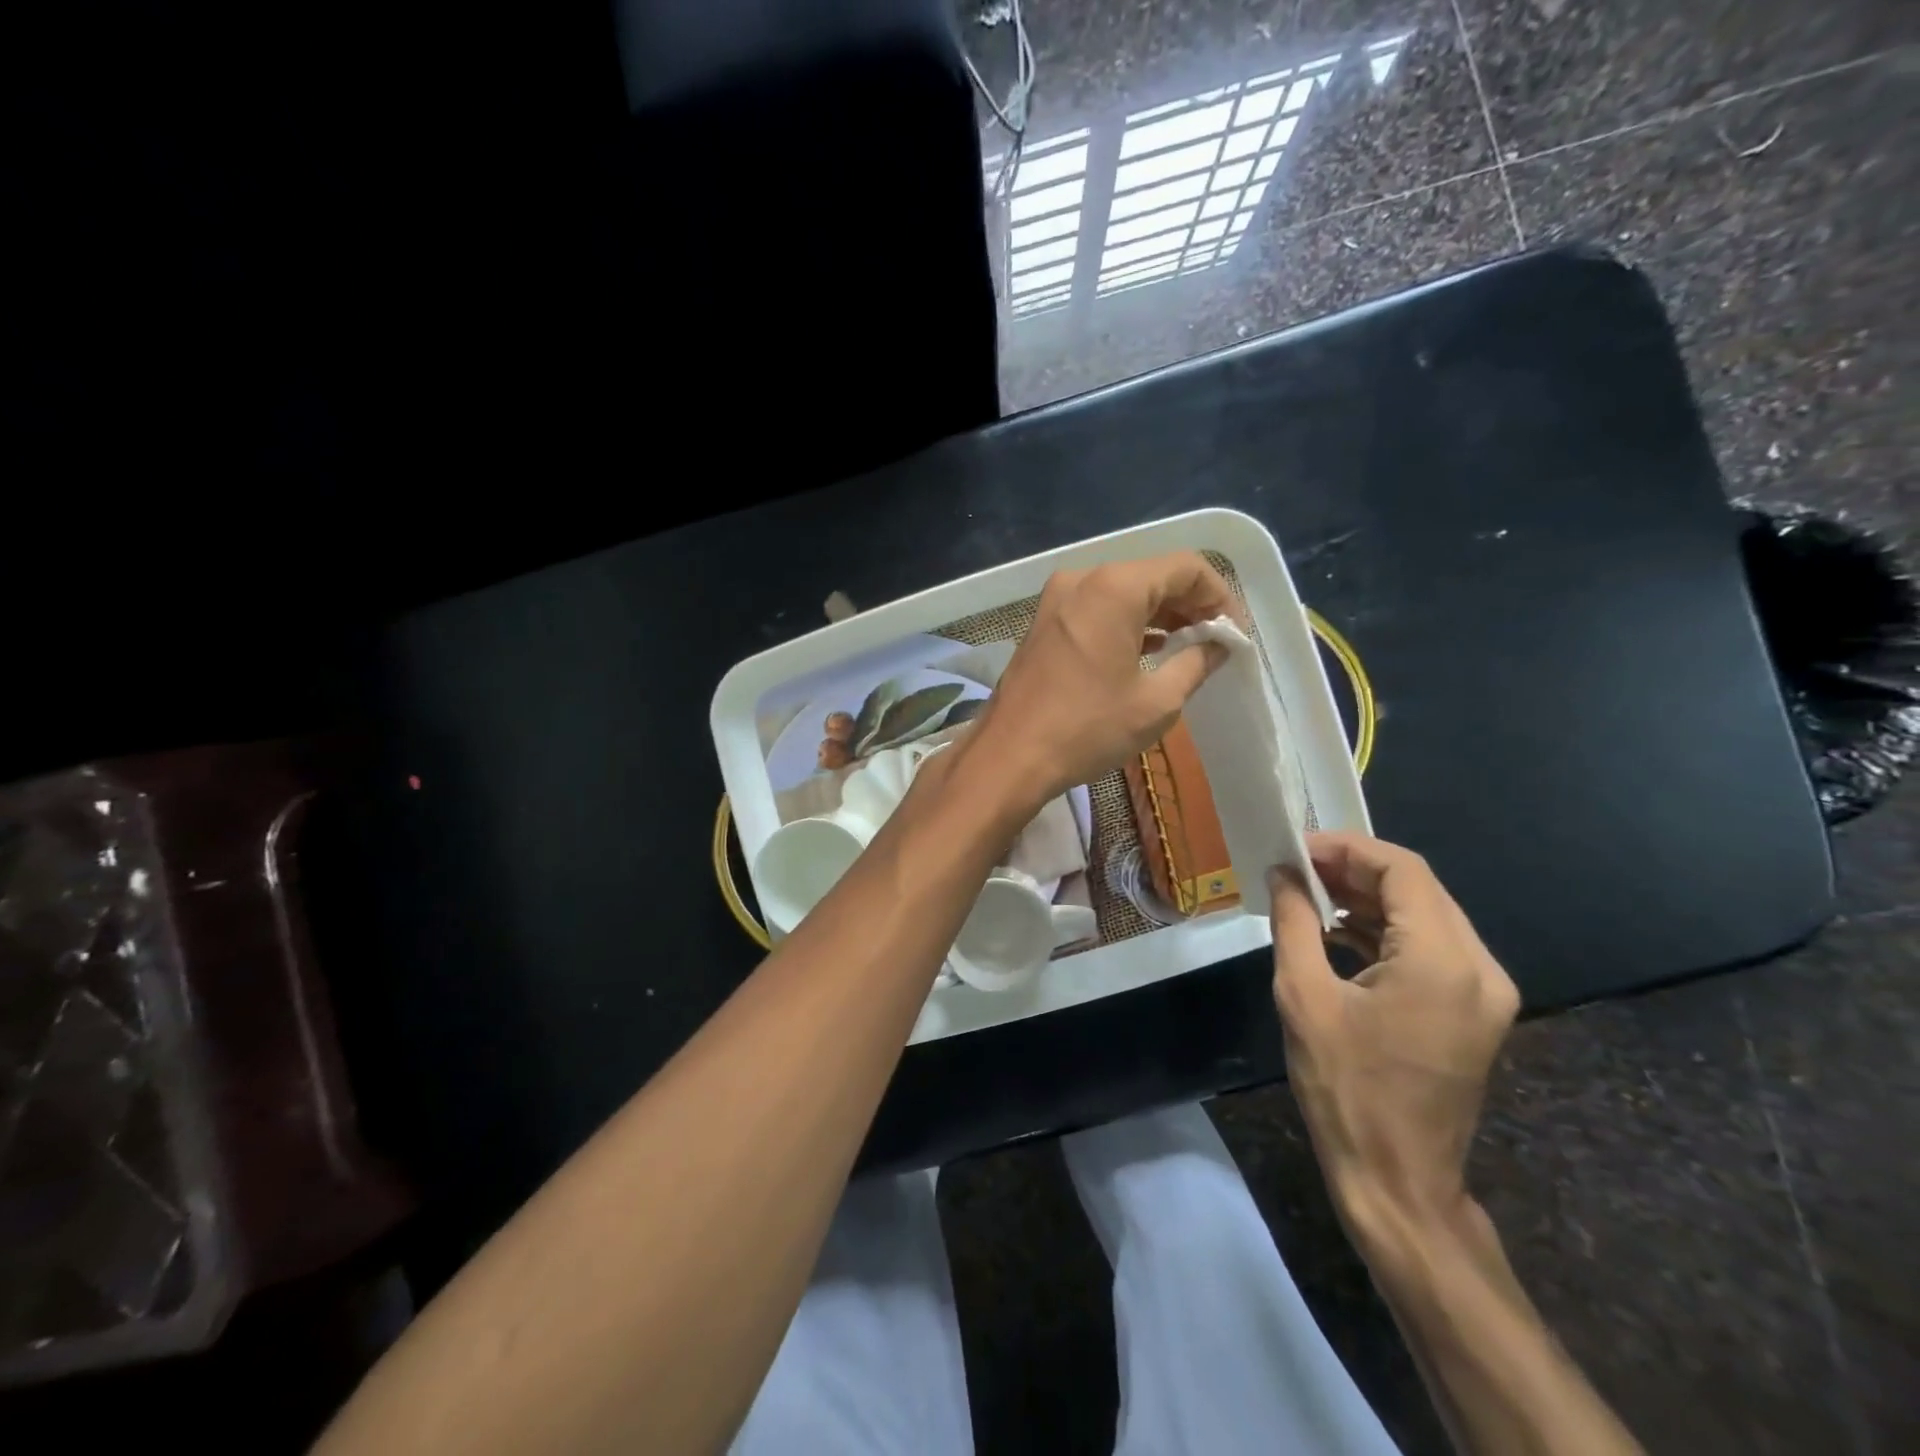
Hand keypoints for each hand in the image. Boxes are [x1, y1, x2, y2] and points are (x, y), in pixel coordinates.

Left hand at [969, 552, 1237, 807]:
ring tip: (1188, 646)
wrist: (1009, 756)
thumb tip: (1218, 645)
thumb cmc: (1087, 728)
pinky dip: (1126, 623)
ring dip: (1159, 614)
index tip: (1234, 632)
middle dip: (1190, 604)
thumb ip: (1195, 663)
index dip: (1219, 596)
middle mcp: (1083, 579)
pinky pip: (1096, 608)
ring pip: (1123, 592)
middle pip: (1152, 575)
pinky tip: (1147, 650)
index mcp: (1114, 587)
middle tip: (1216, 640)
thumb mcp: (1156, 702)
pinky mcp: (1043, 622)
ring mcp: (1056, 599)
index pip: (1186, 568)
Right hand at [1268, 833, 1518, 1241]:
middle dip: (1355, 868)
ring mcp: (1485, 992)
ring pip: (1426, 914)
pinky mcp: (1475, 1011)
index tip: (1297, 847)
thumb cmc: (1344, 1087)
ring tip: (1311, 892)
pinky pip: (1431, 947)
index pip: (1402, 870)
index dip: (1347, 848)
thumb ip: (1295, 921)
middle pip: (1419, 887)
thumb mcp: (1303, 996)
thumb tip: (1284, 874)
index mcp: (1442, 961)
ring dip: (1369, 897)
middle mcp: (1479, 967)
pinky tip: (1339, 930)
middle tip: (1297, 866)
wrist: (1397, 1180)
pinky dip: (1386, 929)